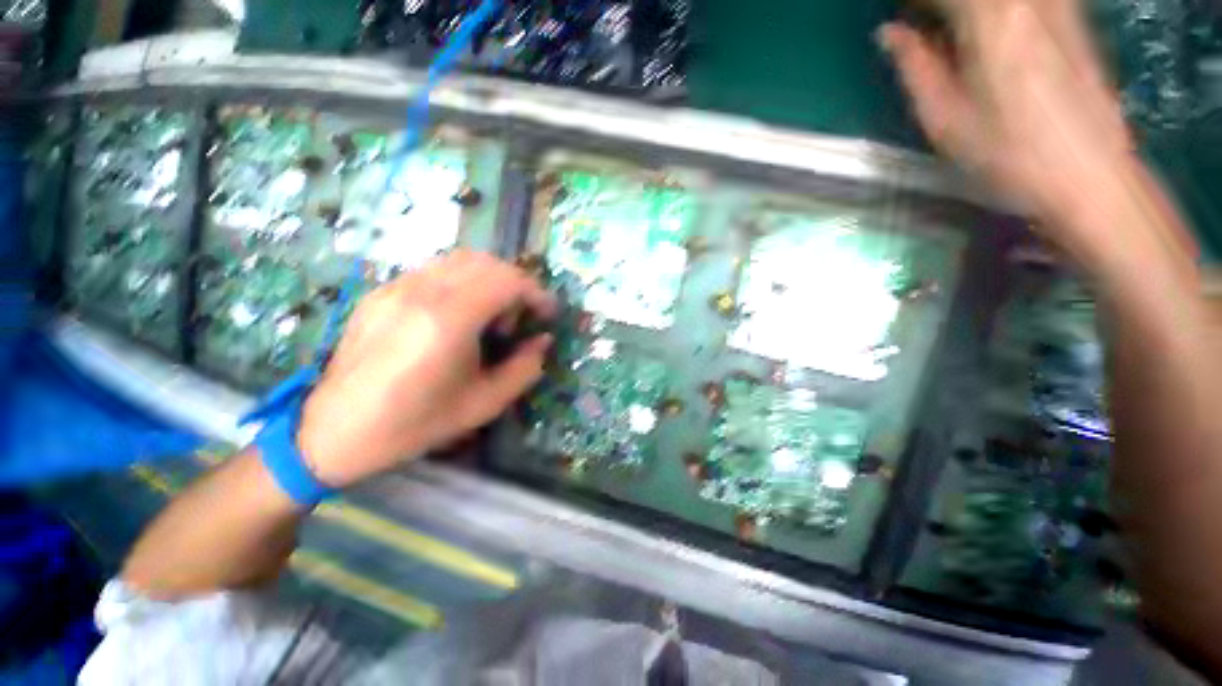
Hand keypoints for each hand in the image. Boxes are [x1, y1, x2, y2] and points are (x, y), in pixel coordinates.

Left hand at [298, 250, 556, 488]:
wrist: (335, 432)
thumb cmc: (415, 423)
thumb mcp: (484, 404)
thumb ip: (524, 368)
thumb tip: (543, 341)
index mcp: (448, 322)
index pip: (506, 281)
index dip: (536, 292)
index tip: (548, 312)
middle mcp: (421, 293)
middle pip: (486, 263)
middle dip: (515, 285)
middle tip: (517, 319)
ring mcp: (396, 288)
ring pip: (459, 260)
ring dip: (489, 280)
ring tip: (489, 316)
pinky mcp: (380, 292)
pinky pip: (433, 271)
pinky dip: (461, 283)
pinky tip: (457, 316)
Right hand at [881, 0, 1134, 254]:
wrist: (1092, 175)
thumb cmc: (1010, 156)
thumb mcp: (946, 120)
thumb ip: (916, 66)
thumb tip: (889, 32)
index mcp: (990, 19)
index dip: (910, 2)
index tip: (892, 16)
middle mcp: (1026, 0)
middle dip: (933, 4)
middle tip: (913, 20)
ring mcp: (1055, 3)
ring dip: (960, 9)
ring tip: (941, 26)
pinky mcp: (1071, 14)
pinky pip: (1024, 0)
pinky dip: (989, 11)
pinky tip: (978, 27)